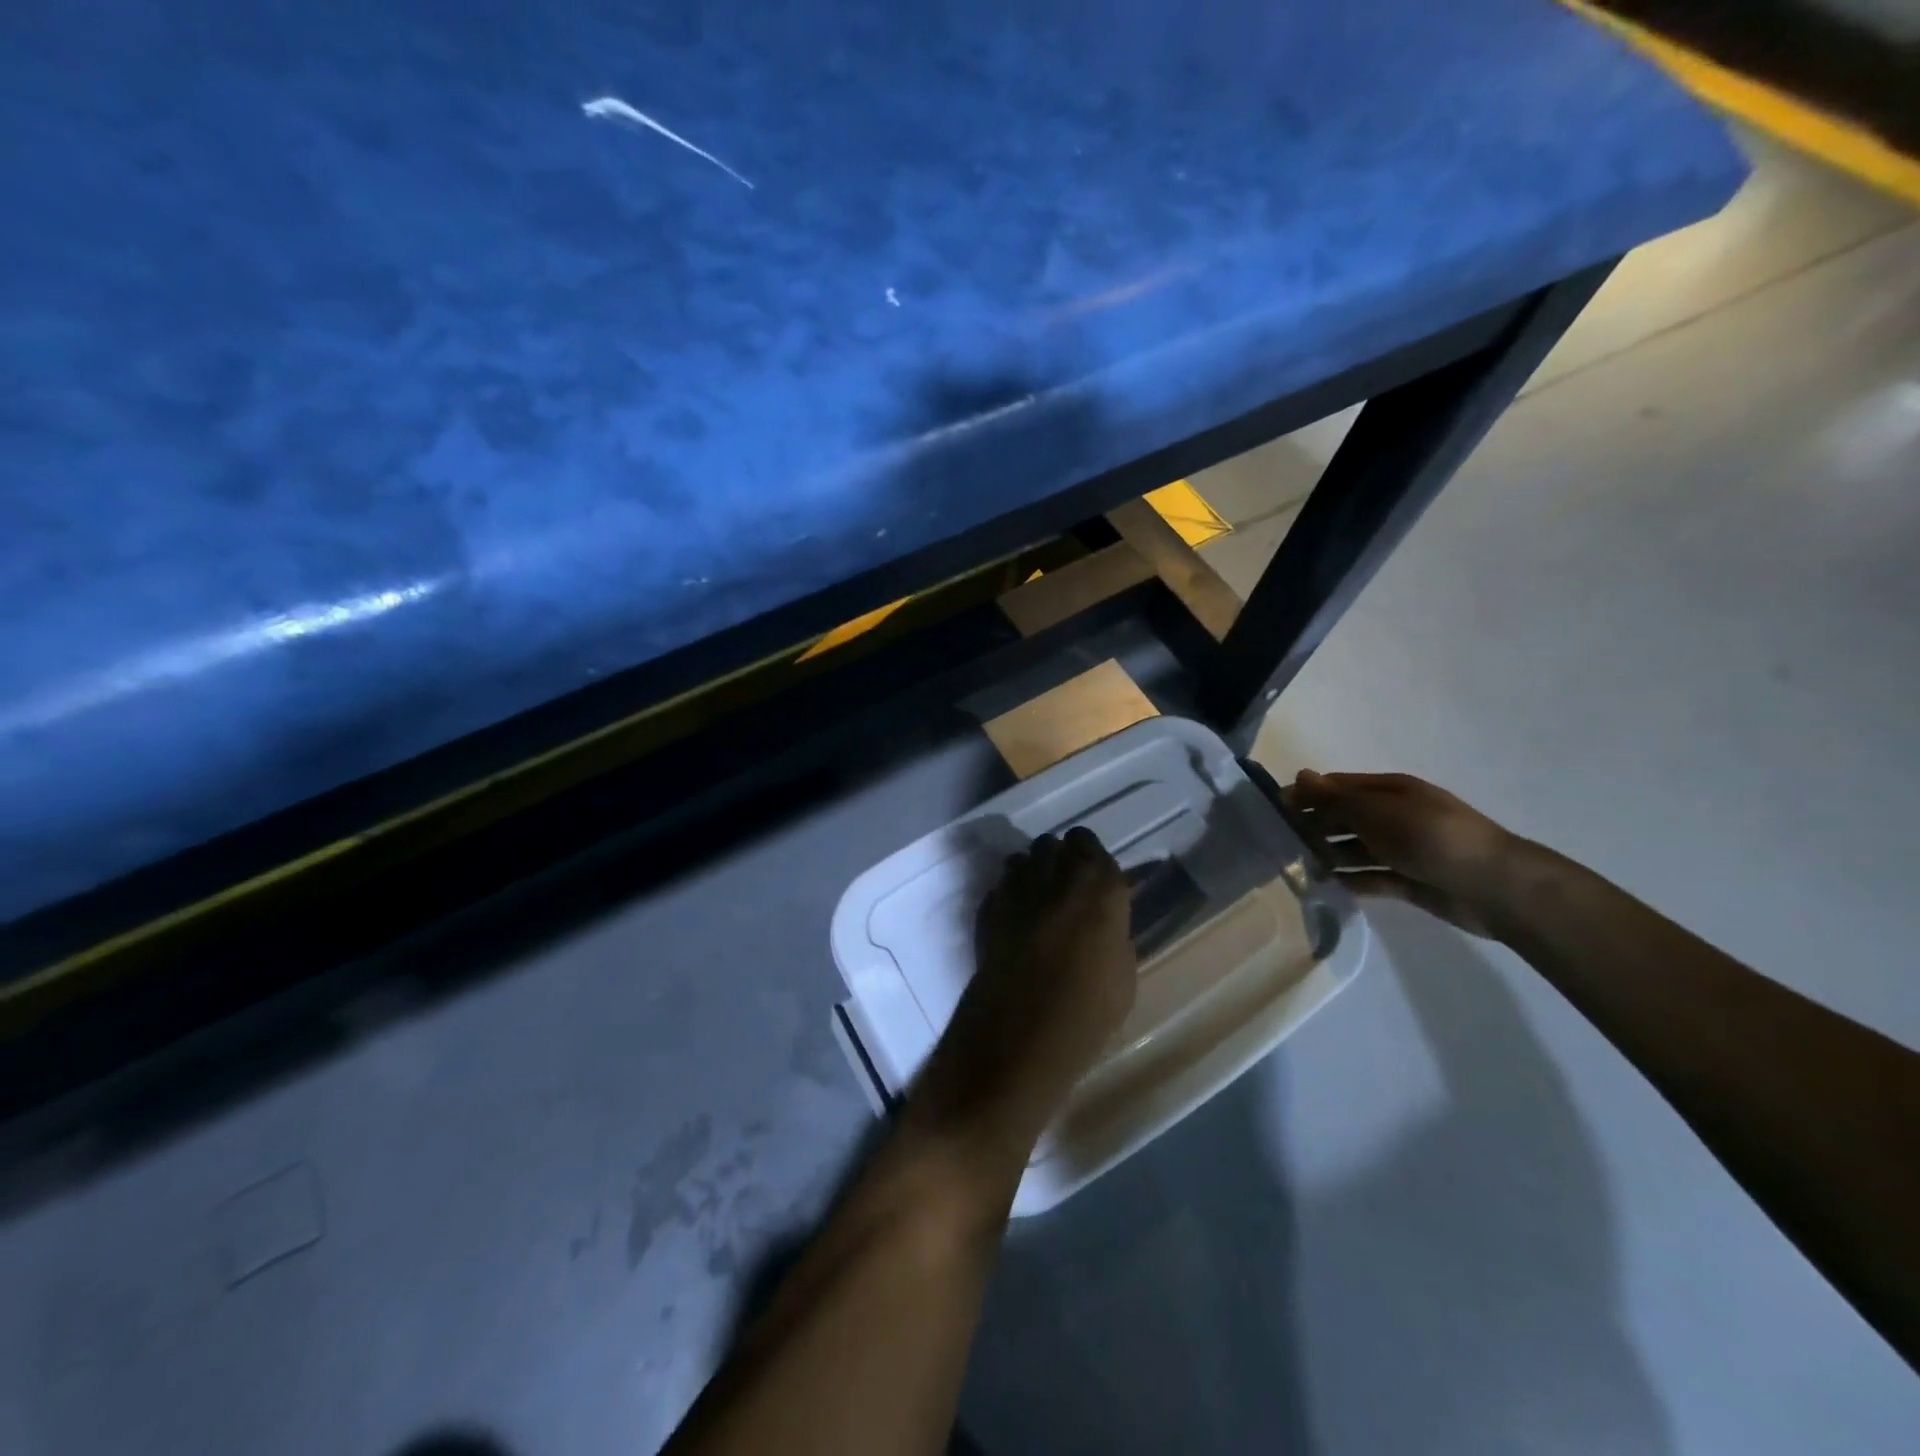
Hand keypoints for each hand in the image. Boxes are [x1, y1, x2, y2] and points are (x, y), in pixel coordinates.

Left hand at [907, 829, 1137, 1158]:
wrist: (1023, 1029)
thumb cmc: (1089, 1006)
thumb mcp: (1122, 970)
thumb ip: (1110, 932)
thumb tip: (1100, 926)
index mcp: (1099, 883)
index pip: (1086, 841)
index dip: (1086, 857)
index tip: (1090, 879)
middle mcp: (1055, 873)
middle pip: (1051, 845)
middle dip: (1056, 861)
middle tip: (1064, 892)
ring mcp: (1015, 887)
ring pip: (1021, 860)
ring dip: (1030, 875)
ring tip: (1036, 905)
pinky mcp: (987, 908)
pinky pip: (1000, 889)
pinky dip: (1007, 898)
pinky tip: (1013, 925)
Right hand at [1285, 770, 1526, 938]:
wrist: (1493, 885)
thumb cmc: (1430, 836)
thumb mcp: (1377, 811)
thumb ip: (1335, 798)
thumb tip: (1300, 775)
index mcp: (1389, 791)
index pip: (1338, 787)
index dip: (1307, 795)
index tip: (1273, 810)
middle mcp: (1394, 816)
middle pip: (1344, 817)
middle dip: (1314, 825)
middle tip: (1279, 842)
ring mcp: (1402, 849)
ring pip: (1354, 849)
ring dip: (1328, 855)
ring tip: (1297, 867)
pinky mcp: (1408, 880)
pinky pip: (1370, 878)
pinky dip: (1350, 881)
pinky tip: (1325, 887)